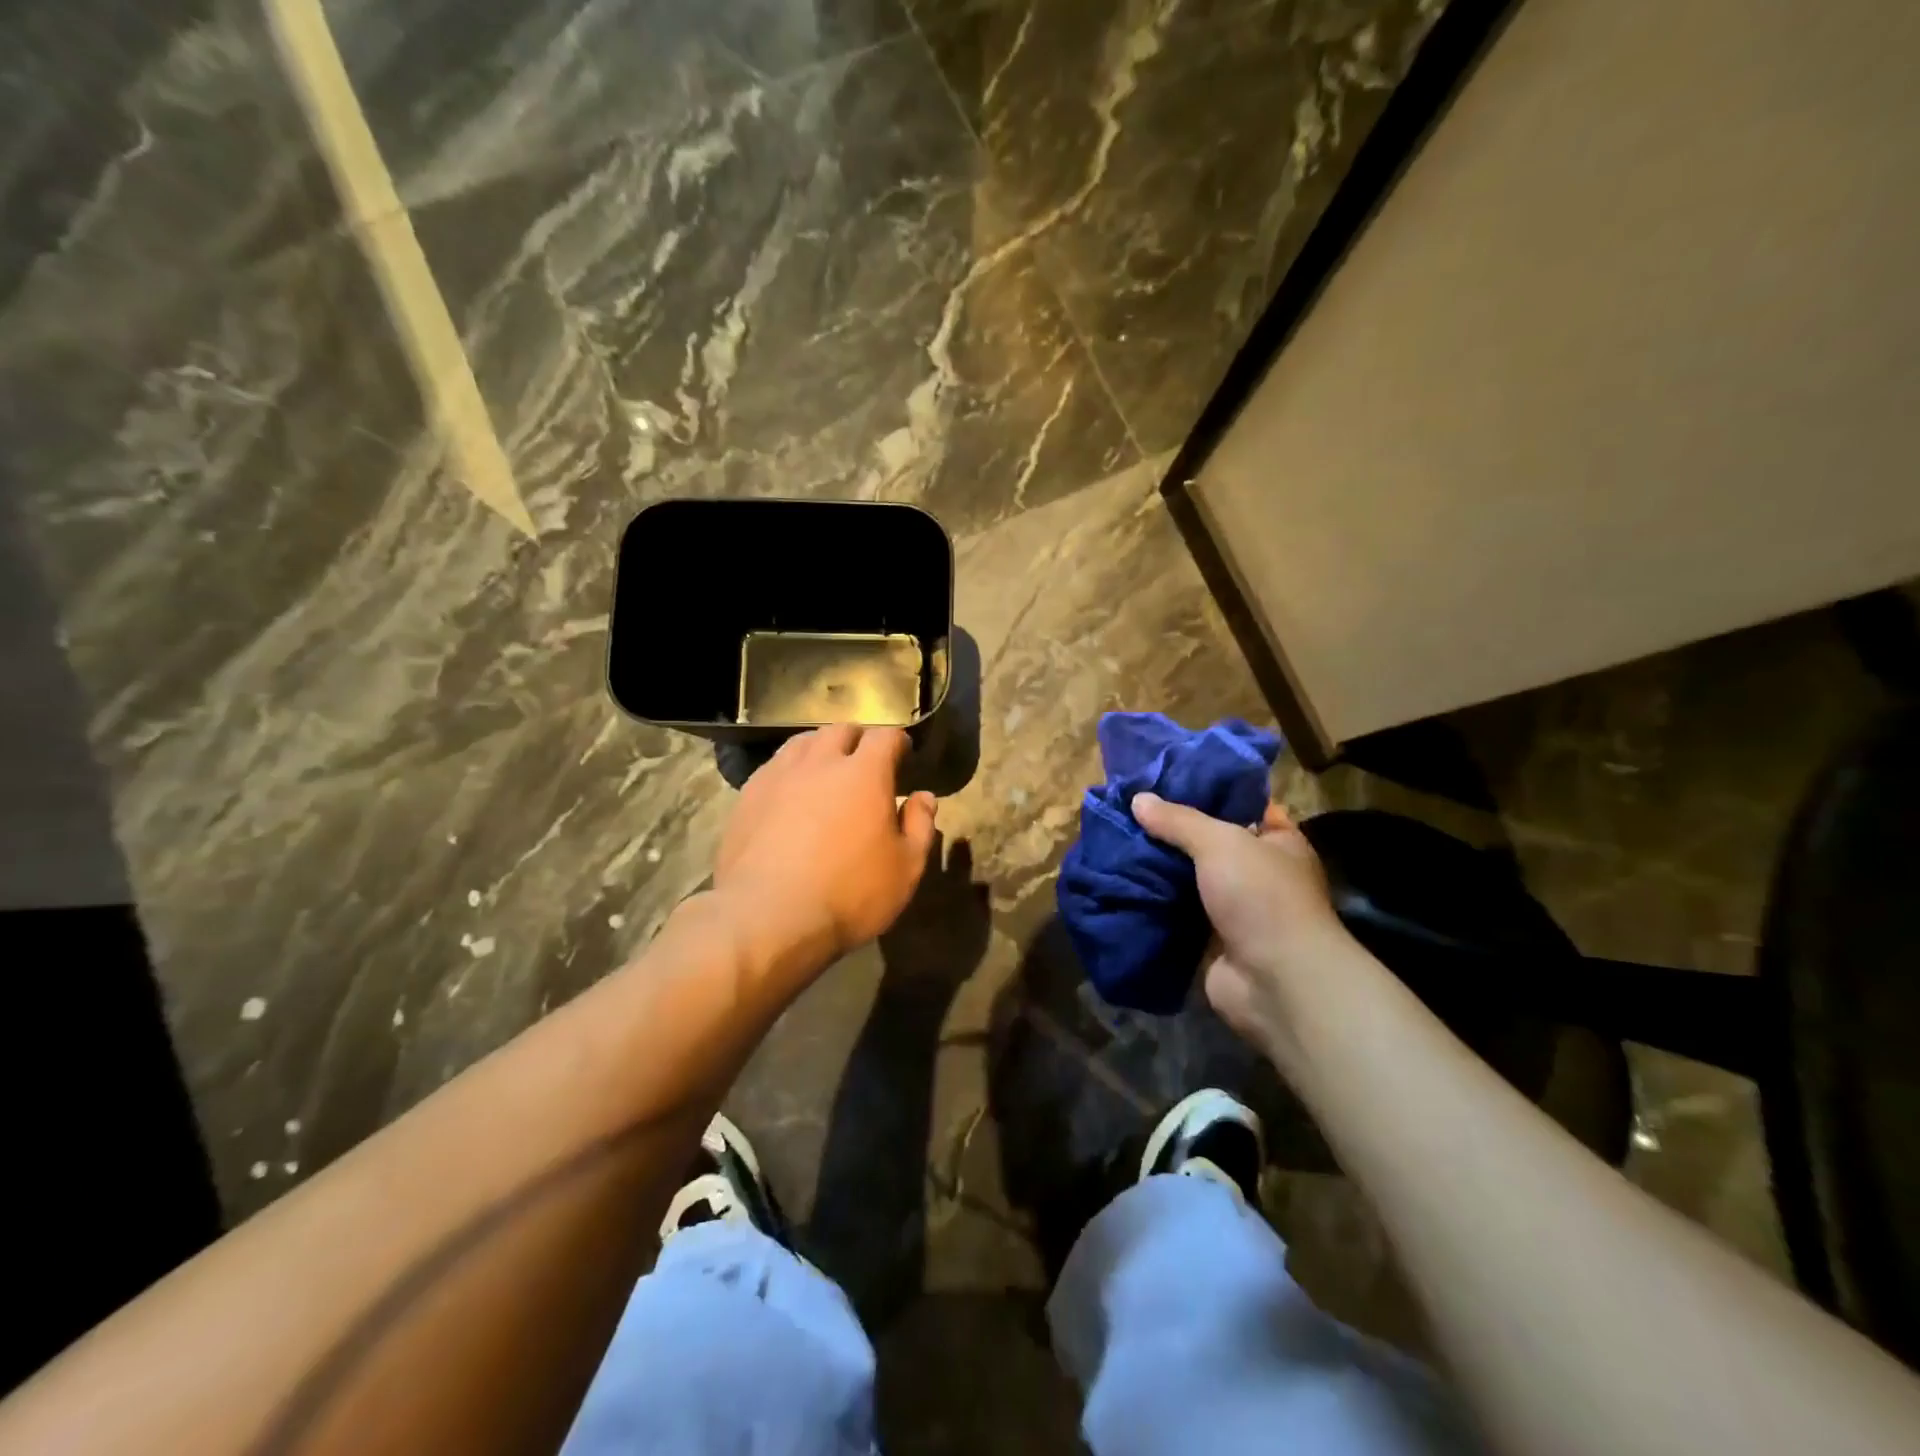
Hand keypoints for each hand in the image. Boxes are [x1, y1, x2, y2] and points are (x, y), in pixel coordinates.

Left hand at [713, 726, 937, 978]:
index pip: (885, 737)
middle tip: (865, 762)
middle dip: (858, 740)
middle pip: (840, 731)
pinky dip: (790, 771)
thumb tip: (923, 797)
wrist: (768, 918)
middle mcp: (820, 762)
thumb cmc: (849, 894)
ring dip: (820, 749)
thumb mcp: (906, 868)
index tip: (903, 753)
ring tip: (826, 770)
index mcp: (864, 773)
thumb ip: (920, 826)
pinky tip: (791, 794)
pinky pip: (774, 767)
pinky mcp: (748, 797)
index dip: (897, 741)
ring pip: (802, 743)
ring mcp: (779, 776)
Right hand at [1130, 793, 1350, 1052]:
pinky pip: (1176, 913)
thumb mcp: (1221, 842)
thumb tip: (1138, 799)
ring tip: (1114, 843)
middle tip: (1127, 811)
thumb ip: (1179, 820)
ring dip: (1157, 869)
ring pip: (1188, 879)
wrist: (1275, 982)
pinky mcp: (1211, 940)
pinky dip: (1153, 903)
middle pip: (1208, 844)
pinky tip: (1119, 884)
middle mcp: (1258, 874)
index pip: (1242, 806)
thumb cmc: (1261, 897)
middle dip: (1171, 832)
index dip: (1207, 791)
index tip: (1163, 779)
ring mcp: (1235, 910)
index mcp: (1278, 843)